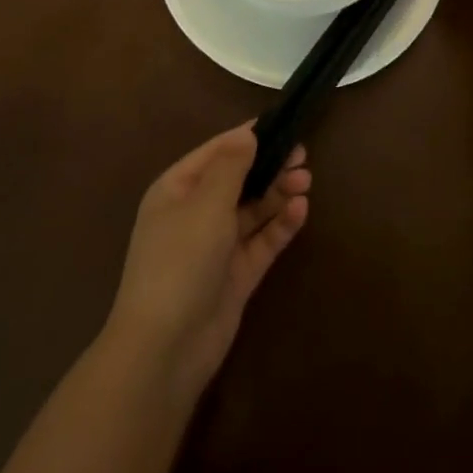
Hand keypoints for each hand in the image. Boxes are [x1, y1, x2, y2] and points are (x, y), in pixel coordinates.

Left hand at [104, 124, 310, 397]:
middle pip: (237, 180)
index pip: (216, 152)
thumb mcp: (205, 204)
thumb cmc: (180, 260)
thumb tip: (247, 134)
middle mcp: (195, 213)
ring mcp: (216, 246)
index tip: (280, 124)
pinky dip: (280, 224)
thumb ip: (231, 166)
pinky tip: (301, 208)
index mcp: (177, 189)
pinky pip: (261, 241)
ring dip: (277, 193)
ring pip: (252, 210)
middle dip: (267, 166)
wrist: (165, 349)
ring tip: (307, 179)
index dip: (246, 138)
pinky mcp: (236, 275)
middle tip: (302, 154)